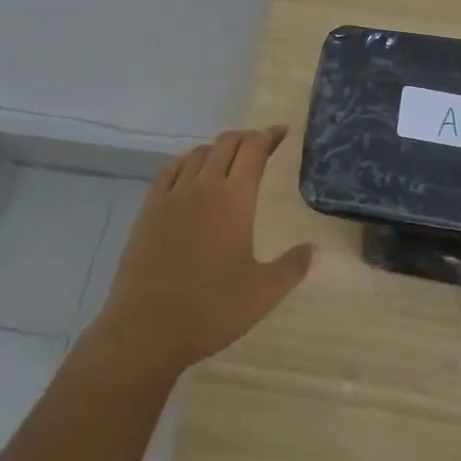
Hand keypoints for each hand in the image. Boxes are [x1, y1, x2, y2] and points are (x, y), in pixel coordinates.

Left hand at [84, 126, 314, 380]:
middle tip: (260, 143)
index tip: (282, 132)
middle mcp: (203, 186)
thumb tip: (314, 249)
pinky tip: (189, 171)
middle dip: (246, 137)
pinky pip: (169, 170)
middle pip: (226, 144)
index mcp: (234, 199)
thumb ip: (292, 267)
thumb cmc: (210, 309)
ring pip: (198, 154)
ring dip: (218, 148)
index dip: (269, 136)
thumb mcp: (262, 293)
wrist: (146, 328)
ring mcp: (172, 196)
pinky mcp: (148, 210)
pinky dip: (186, 161)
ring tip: (229, 157)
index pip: (254, 150)